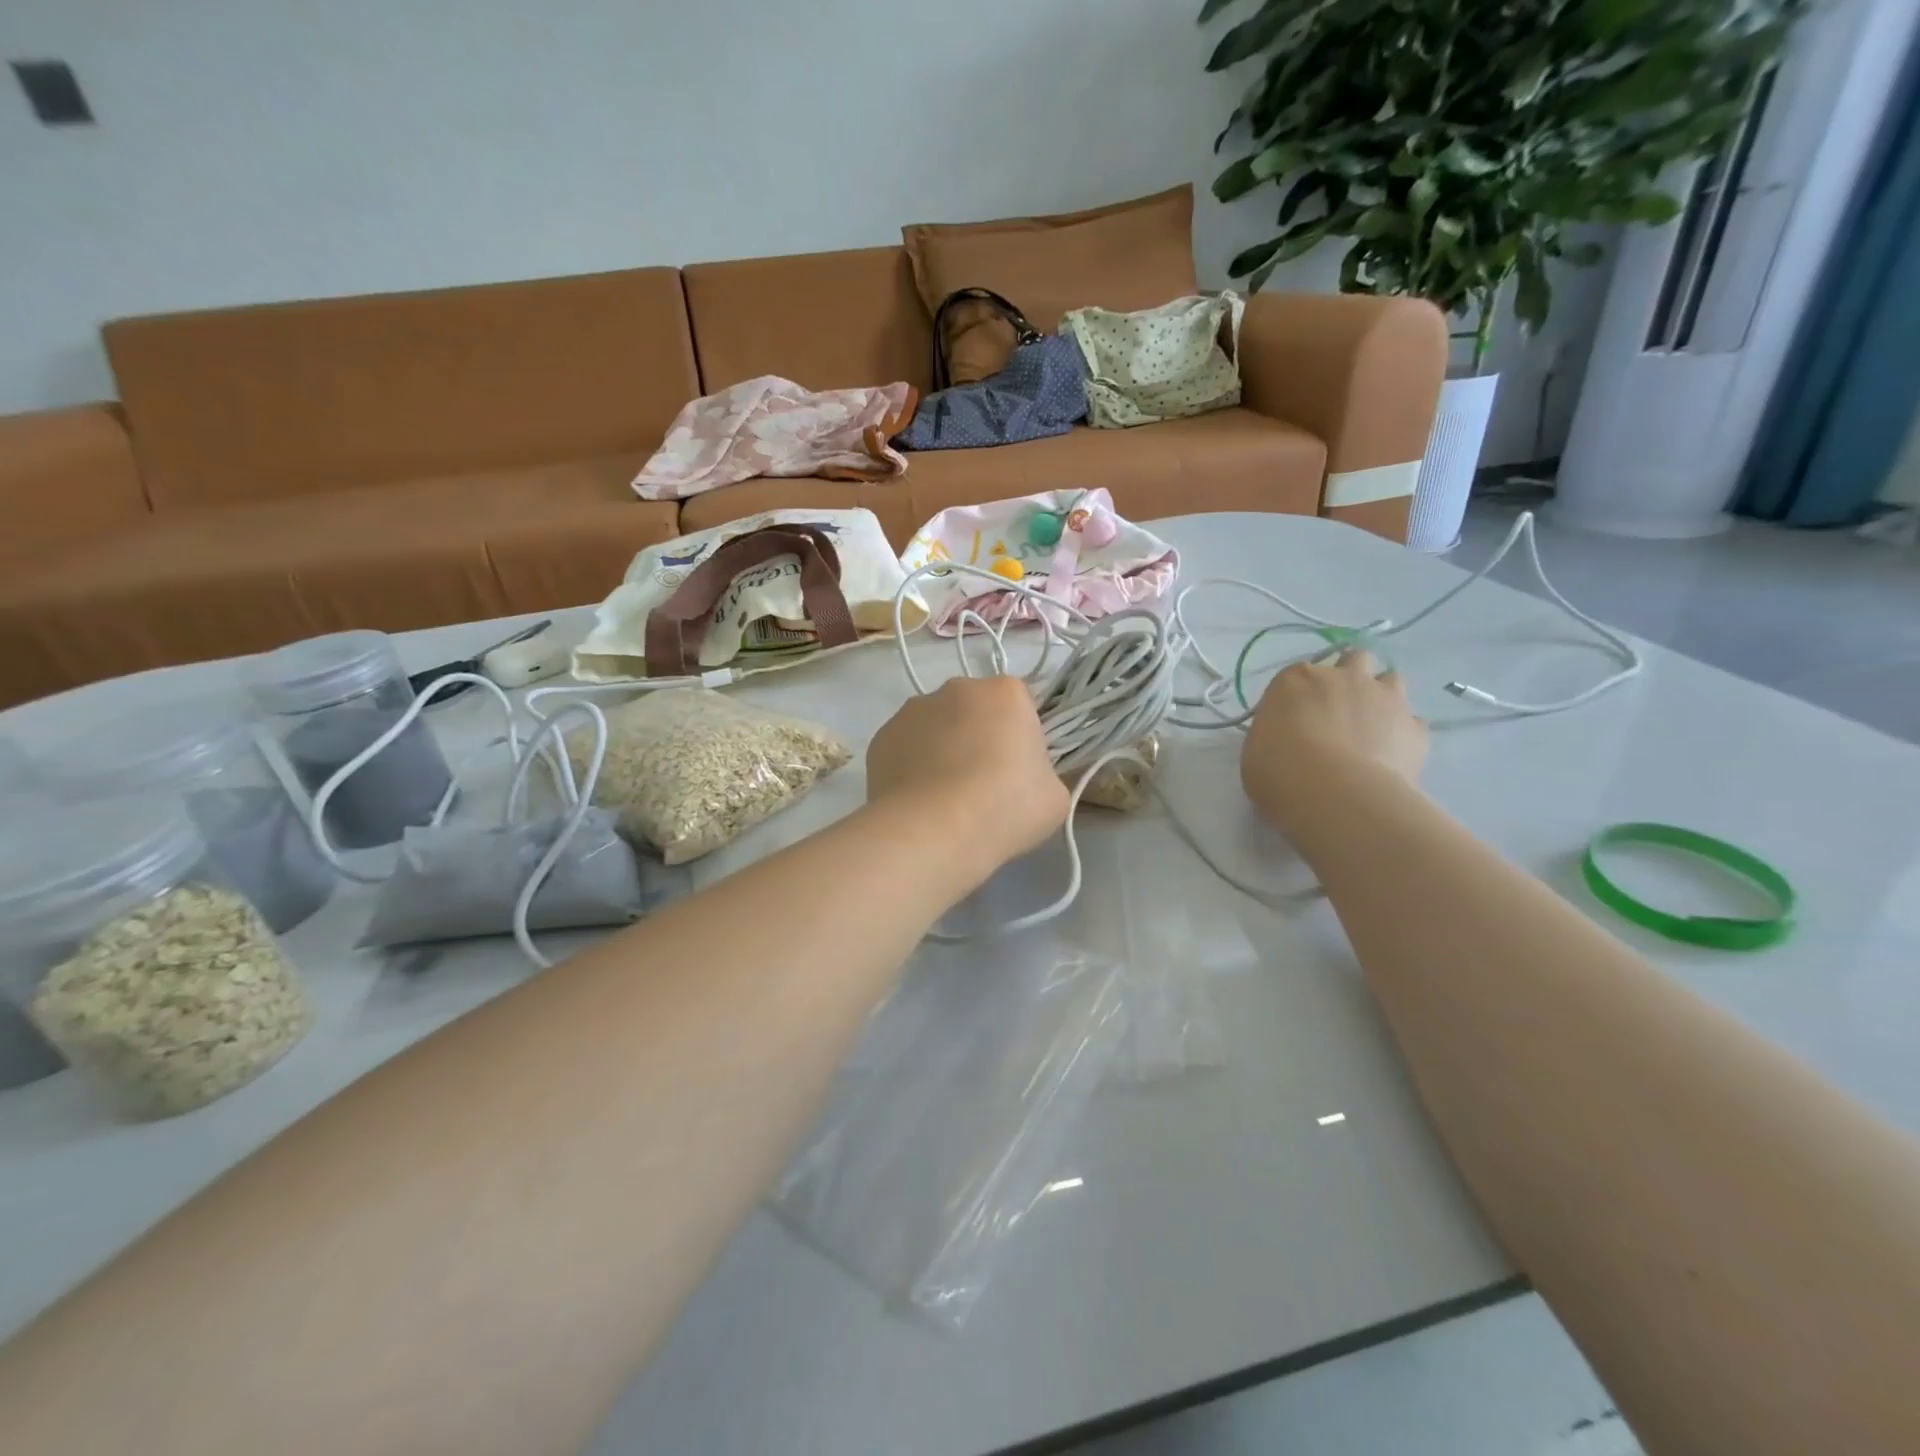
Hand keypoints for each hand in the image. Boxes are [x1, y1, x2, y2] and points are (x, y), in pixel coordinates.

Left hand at [867, 676, 1069, 876]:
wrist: (933, 831)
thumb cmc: (1005, 807)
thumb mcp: (1054, 796)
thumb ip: (1042, 774)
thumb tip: (1024, 778)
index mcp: (1006, 693)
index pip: (1020, 706)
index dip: (1021, 739)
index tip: (1018, 772)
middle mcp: (957, 688)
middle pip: (974, 710)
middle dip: (978, 737)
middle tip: (982, 785)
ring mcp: (913, 709)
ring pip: (936, 726)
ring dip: (942, 749)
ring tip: (944, 797)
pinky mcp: (881, 736)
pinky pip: (906, 747)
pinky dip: (912, 766)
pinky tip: (918, 801)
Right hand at [1241, 650, 1428, 825]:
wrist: (1337, 796)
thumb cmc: (1279, 772)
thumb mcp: (1255, 751)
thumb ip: (1274, 733)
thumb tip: (1286, 737)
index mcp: (1297, 679)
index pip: (1298, 675)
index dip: (1298, 696)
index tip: (1293, 720)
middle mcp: (1344, 677)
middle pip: (1353, 660)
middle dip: (1349, 678)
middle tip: (1337, 712)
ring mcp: (1386, 698)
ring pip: (1391, 679)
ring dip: (1381, 697)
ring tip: (1369, 730)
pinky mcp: (1416, 728)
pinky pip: (1412, 722)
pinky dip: (1402, 734)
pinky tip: (1390, 757)